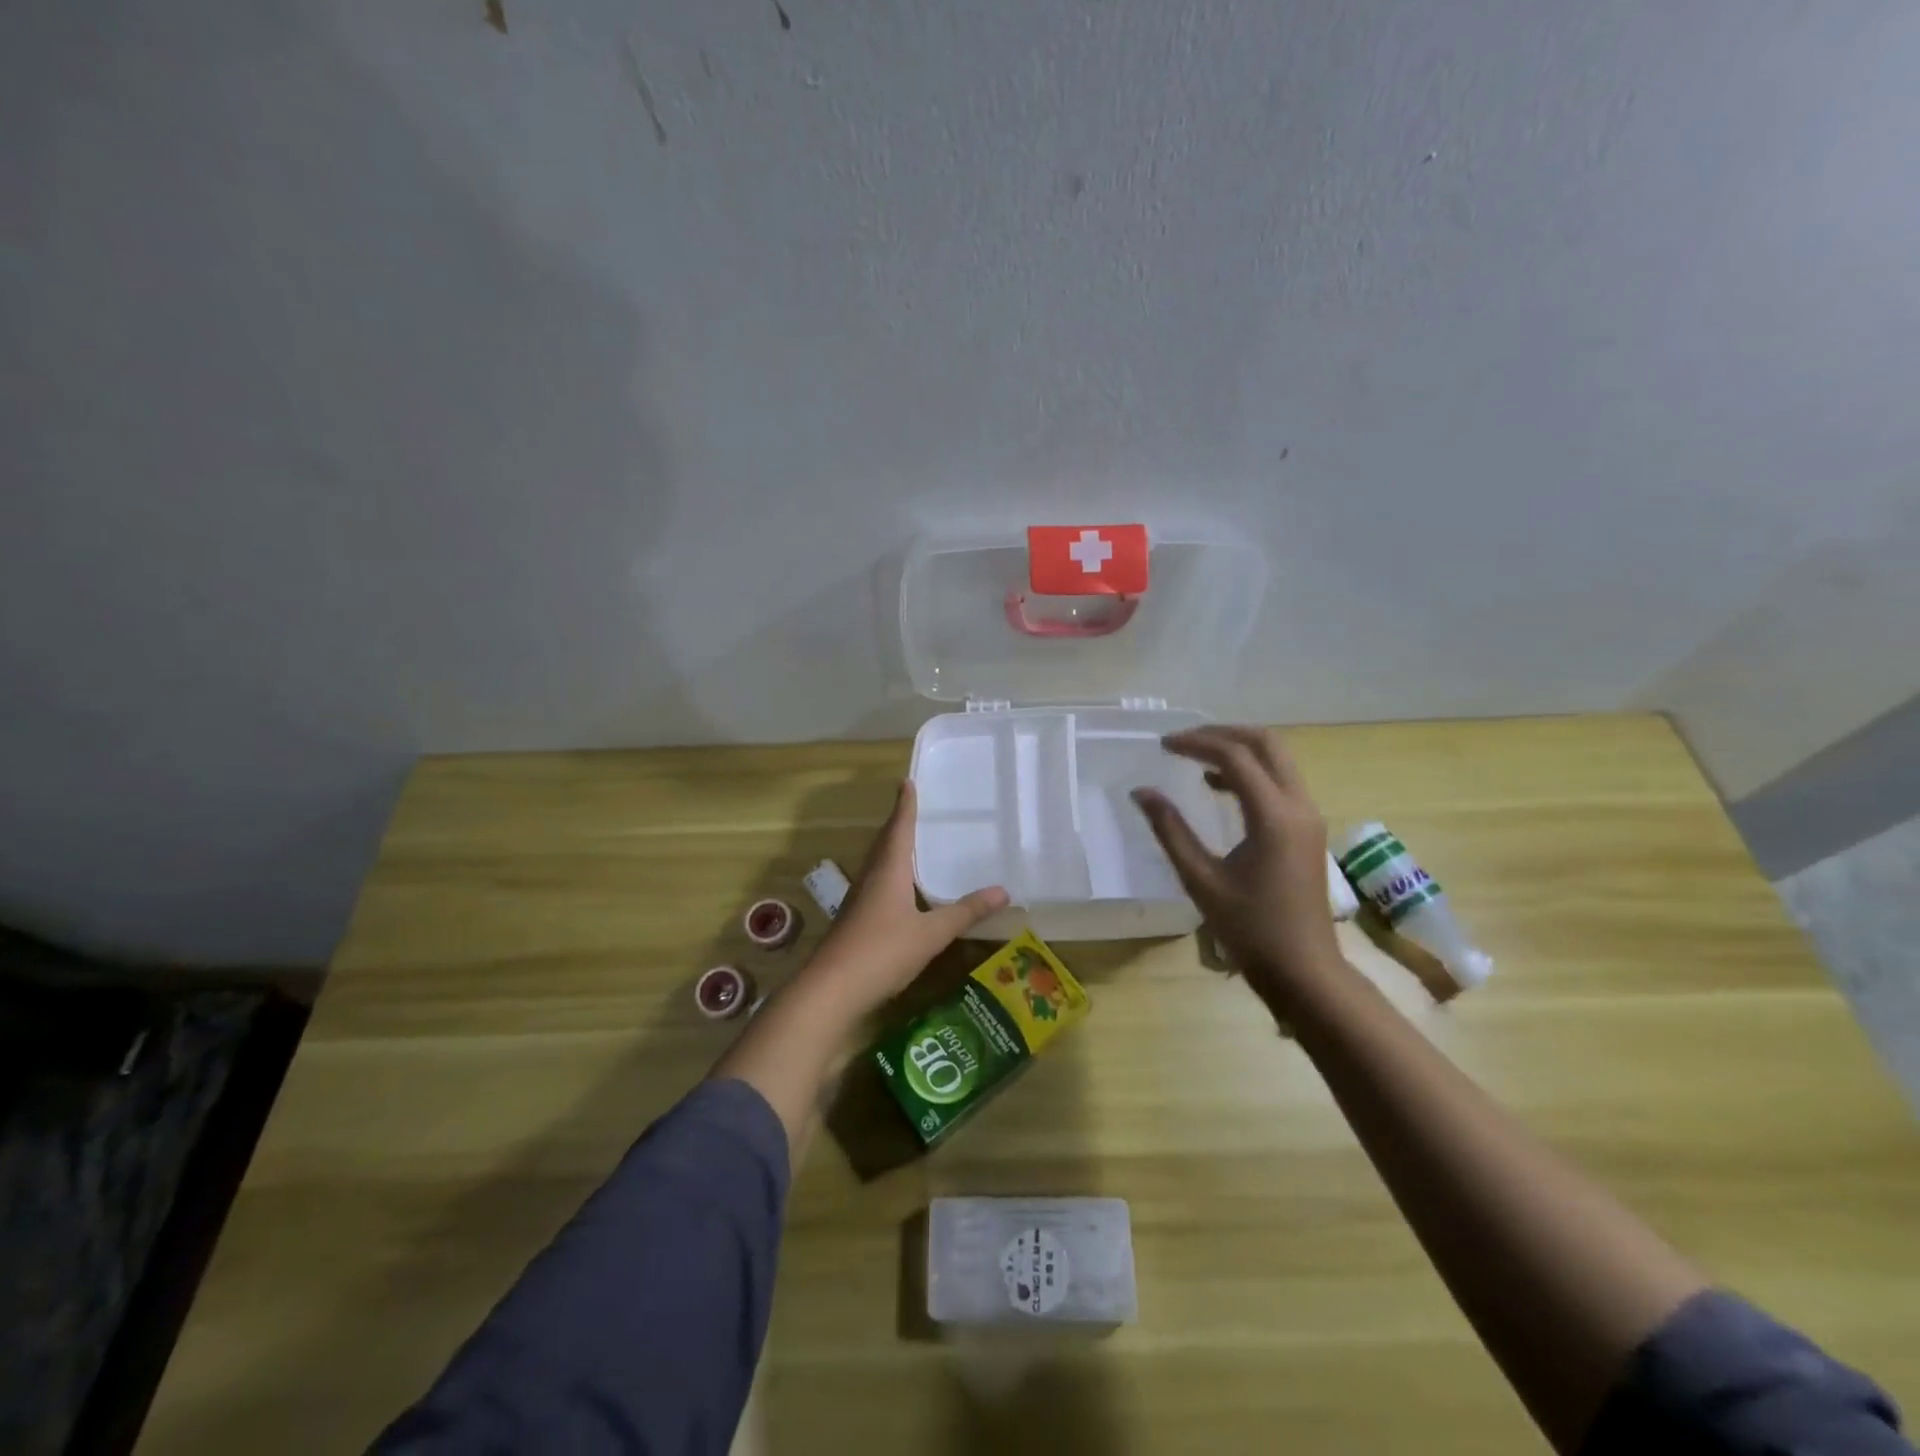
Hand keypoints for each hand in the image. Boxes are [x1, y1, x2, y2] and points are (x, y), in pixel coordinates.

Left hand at [801, 781, 1008, 1015]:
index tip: (906, 781)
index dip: (905, 805)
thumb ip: (965, 912)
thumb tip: (1003, 891)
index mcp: (889, 870)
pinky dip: (889, 873)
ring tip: (909, 841)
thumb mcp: (931, 934)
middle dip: (898, 823)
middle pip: (885, 842)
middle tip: (912, 806)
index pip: (899, 828)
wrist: (831, 989)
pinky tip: (898, 888)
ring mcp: (858, 899)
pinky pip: (875, 883)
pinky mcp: (854, 919)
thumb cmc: (882, 951)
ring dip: (891, 847)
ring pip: (877, 863)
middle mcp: (871, 877)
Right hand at [1131, 726, 1343, 1005]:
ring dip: (1238, 749)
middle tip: (1184, 741)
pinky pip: (1280, 782)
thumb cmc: (1250, 929)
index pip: (1234, 756)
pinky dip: (1250, 772)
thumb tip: (1142, 792)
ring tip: (1195, 757)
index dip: (1196, 743)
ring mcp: (1308, 817)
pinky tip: (1219, 787)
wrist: (1305, 971)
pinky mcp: (1308, 829)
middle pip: (1266, 743)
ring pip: (1277, 759)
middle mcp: (1298, 806)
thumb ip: (1170, 830)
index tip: (1162, 746)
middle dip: (1223, 733)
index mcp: (1273, 817)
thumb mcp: (1200, 879)